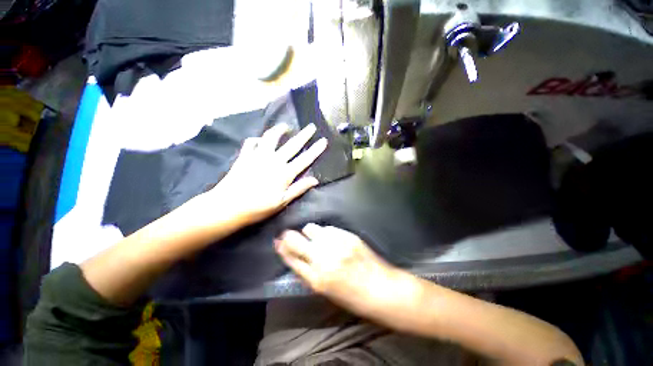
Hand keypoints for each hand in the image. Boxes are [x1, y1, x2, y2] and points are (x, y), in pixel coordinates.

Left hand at [209, 123, 326, 224]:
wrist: (228, 206)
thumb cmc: (258, 207)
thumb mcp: (282, 202)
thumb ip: (299, 189)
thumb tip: (315, 180)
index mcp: (285, 173)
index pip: (305, 159)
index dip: (315, 150)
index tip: (323, 141)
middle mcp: (274, 161)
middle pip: (292, 145)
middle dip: (304, 135)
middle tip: (311, 126)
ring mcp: (258, 156)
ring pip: (271, 138)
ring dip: (279, 130)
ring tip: (285, 126)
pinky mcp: (245, 156)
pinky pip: (251, 143)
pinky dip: (257, 139)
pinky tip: (260, 139)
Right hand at [275, 224, 414, 315]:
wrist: (380, 288)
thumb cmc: (351, 295)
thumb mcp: (325, 290)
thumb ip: (308, 272)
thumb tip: (294, 256)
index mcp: (316, 279)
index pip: (291, 258)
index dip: (283, 248)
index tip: (278, 242)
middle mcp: (323, 258)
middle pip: (296, 240)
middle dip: (290, 236)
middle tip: (289, 234)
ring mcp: (335, 244)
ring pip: (312, 228)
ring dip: (311, 233)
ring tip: (317, 238)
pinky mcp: (347, 236)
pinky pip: (328, 228)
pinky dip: (326, 232)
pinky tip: (332, 239)